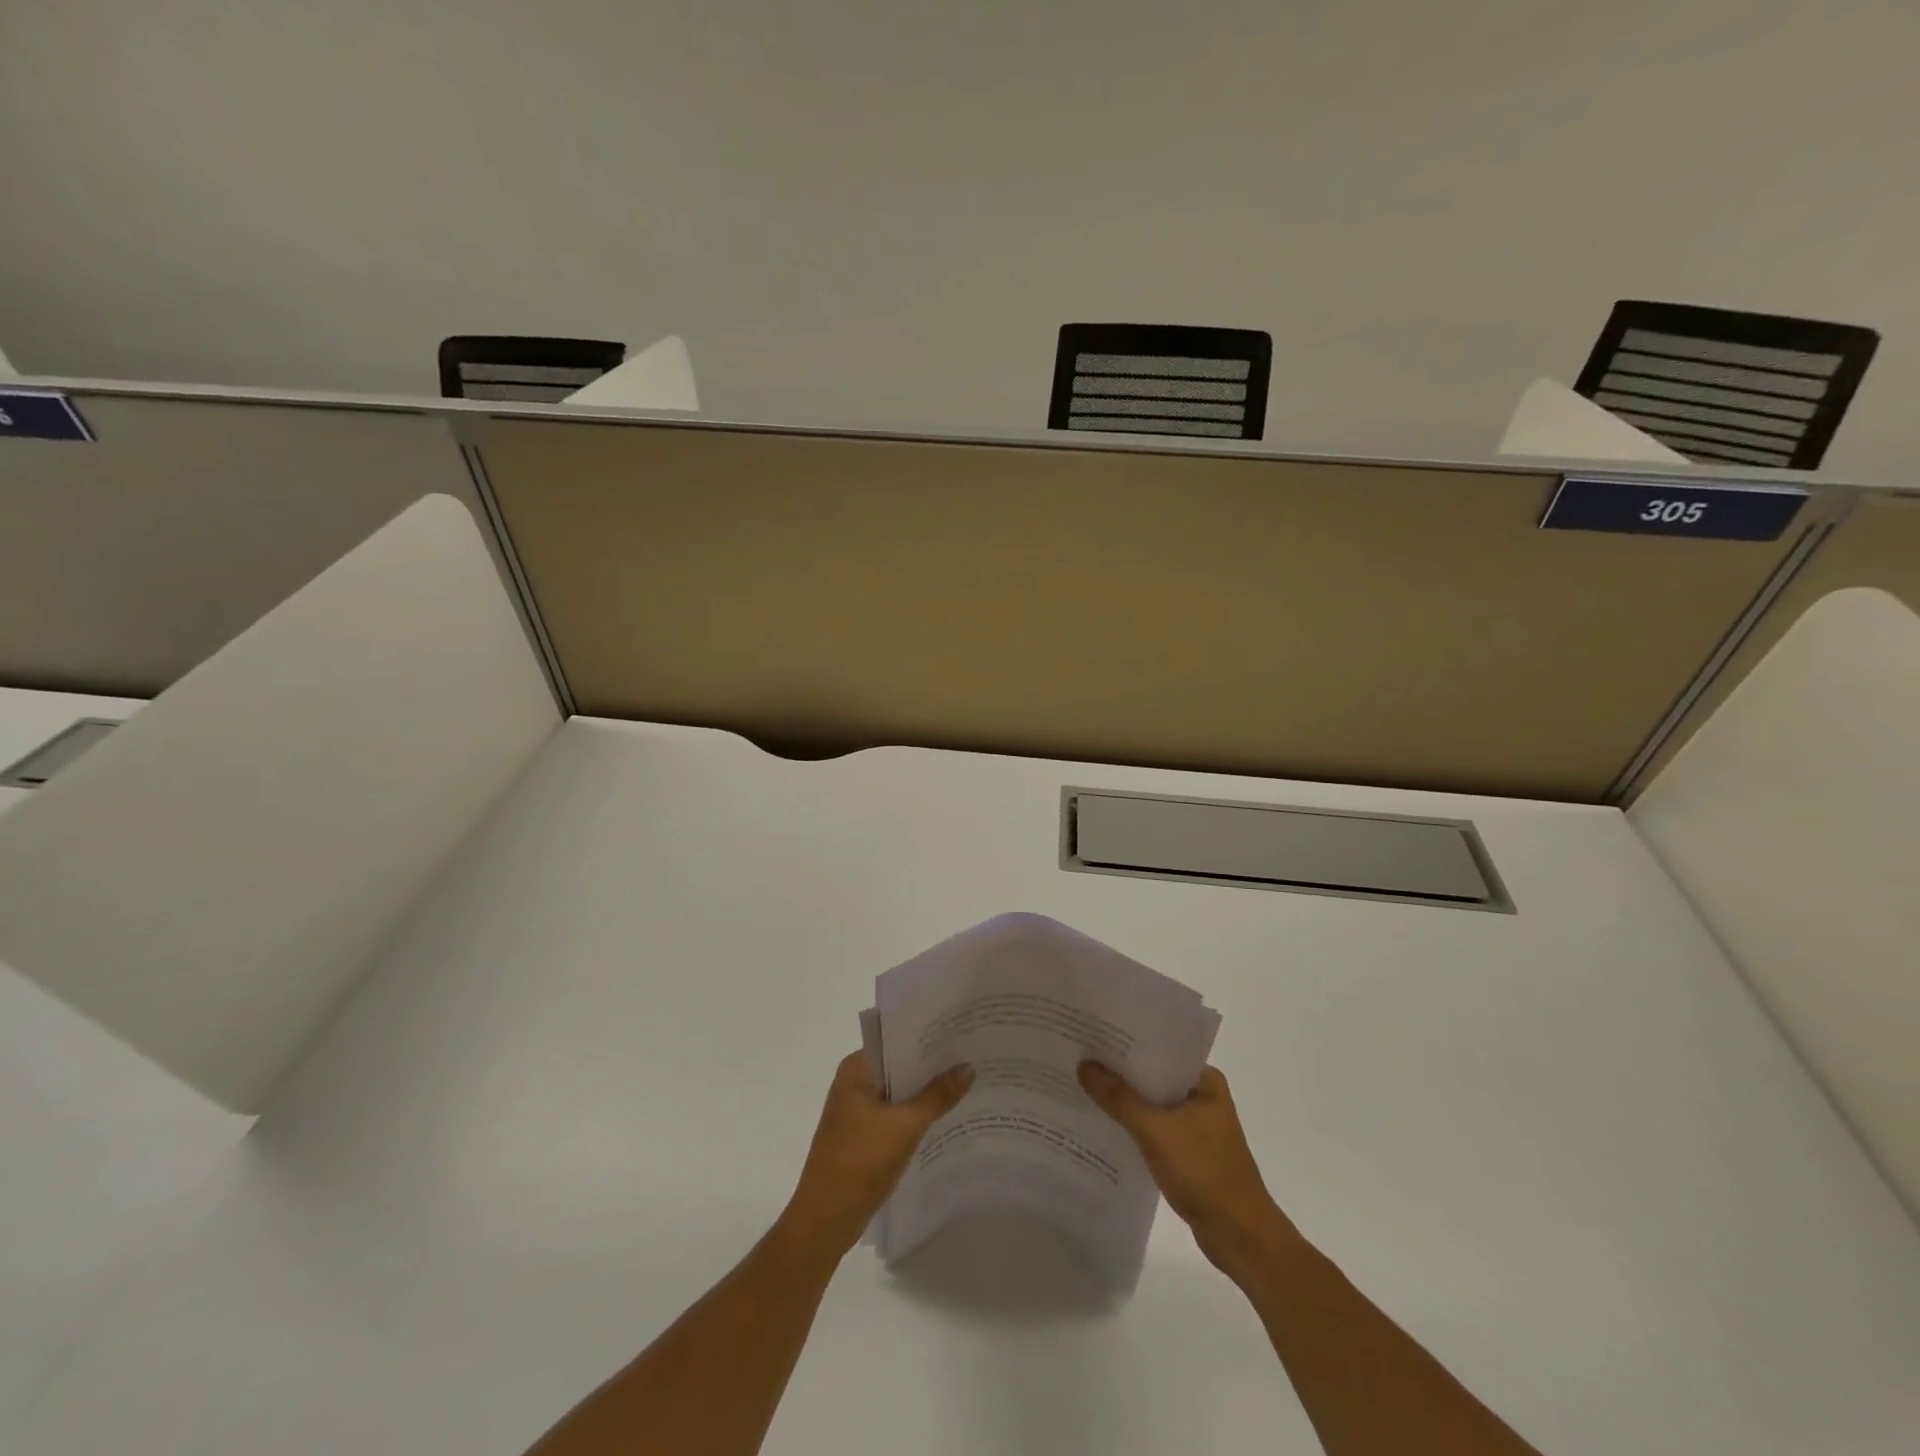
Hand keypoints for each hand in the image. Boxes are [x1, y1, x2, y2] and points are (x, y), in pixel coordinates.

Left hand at [780, 1051, 973, 1260]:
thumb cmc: (860, 1162)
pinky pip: (895, 1114)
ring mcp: (857, 1110)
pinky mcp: (862, 1135)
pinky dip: (917, 1114)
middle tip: (972, 1055)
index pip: (897, 1039)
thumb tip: (968, 1067)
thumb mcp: (905, 1126)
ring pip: (899, 1091)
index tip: (961, 1031)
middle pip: (900, 1065)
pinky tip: (947, 1116)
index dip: (928, 1035)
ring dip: (926, 1091)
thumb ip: (937, 1095)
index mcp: (857, 1068)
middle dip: (932, 1065)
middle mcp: (854, 1082)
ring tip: (968, 1082)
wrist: (825, 1221)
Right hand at [1078, 1061, 1296, 1280]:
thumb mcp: (1155, 1131)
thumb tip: (1083, 1065)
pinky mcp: (1189, 1151)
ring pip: (1152, 1103)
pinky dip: (1133, 1125)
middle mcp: (1202, 1096)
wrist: (1241, 1237)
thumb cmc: (1204, 1173)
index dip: (1125, 1042)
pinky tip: (1104, 1124)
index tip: (1092, 1034)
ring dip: (1124, 1099)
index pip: (1159, 1049)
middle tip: (1079, 1057)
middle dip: (1120, 1071)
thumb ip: (1118, 1098)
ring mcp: (1197, 1125)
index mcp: (1204, 1080)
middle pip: (1153, 1076)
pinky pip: (1154, 1127)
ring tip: (1084, 1085)